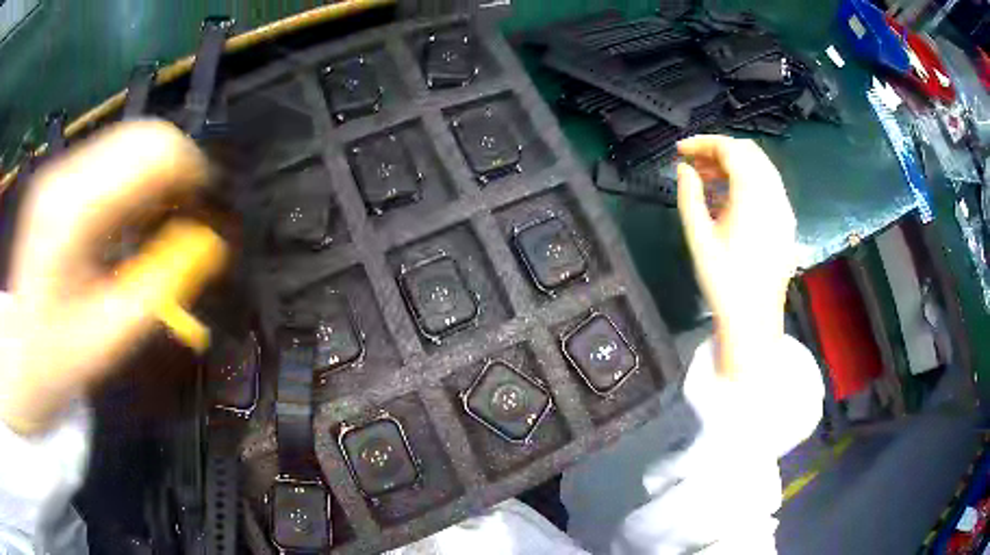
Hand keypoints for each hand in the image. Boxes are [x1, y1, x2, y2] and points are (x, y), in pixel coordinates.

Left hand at [0, 120, 223, 434]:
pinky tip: (134, 214)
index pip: (149, 150)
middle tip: (187, 216)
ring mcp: (61, 167)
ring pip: (132, 137)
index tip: (207, 209)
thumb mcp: (111, 335)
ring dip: (157, 171)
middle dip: (177, 167)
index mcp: (71, 211)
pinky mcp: (61, 174)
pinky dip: (137, 175)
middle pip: (143, 133)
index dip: (190, 170)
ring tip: (160, 218)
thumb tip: (208, 243)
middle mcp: (65, 172)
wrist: (19, 352)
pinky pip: (114, 154)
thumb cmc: (58, 357)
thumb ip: (159, 286)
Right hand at [676, 135, 796, 378]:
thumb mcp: (698, 238)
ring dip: (734, 165)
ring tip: (707, 179)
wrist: (754, 320)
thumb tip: (684, 168)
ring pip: (760, 167)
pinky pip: (768, 186)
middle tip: (693, 164)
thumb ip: (689, 196)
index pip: (731, 150)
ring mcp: (784, 208)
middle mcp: (774, 194)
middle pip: (748, 152)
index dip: (703, 143)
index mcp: (753, 196)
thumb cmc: (724, 281)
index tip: (680, 151)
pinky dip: (747, 181)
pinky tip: (729, 198)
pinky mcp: (786, 221)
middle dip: (719, 151)